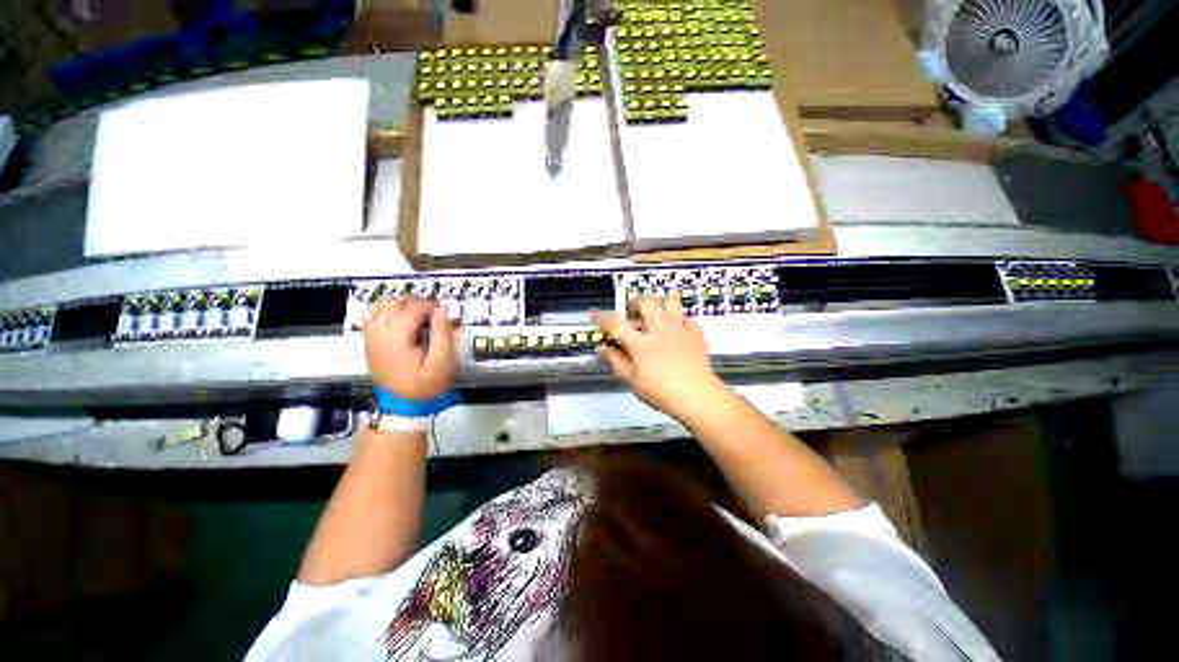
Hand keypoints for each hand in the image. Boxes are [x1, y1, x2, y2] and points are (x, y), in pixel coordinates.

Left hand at [364, 298, 455, 399]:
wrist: (402, 407)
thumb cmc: (424, 387)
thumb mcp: (441, 365)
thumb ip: (442, 335)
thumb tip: (441, 311)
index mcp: (397, 337)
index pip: (413, 308)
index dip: (431, 306)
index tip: (443, 313)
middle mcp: (380, 333)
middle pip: (395, 302)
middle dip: (415, 303)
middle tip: (430, 314)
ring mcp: (371, 337)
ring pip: (382, 306)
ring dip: (400, 306)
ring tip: (414, 317)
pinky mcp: (368, 342)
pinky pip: (372, 317)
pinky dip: (385, 313)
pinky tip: (397, 322)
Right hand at [592, 297, 726, 418]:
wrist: (696, 394)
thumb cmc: (660, 392)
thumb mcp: (632, 381)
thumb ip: (616, 362)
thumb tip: (602, 348)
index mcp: (640, 343)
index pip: (616, 325)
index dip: (602, 318)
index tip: (593, 314)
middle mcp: (659, 330)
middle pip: (646, 304)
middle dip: (636, 303)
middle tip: (633, 312)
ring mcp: (679, 330)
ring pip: (671, 303)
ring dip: (662, 304)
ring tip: (658, 313)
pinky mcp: (696, 335)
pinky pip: (689, 320)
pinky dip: (682, 322)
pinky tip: (679, 331)